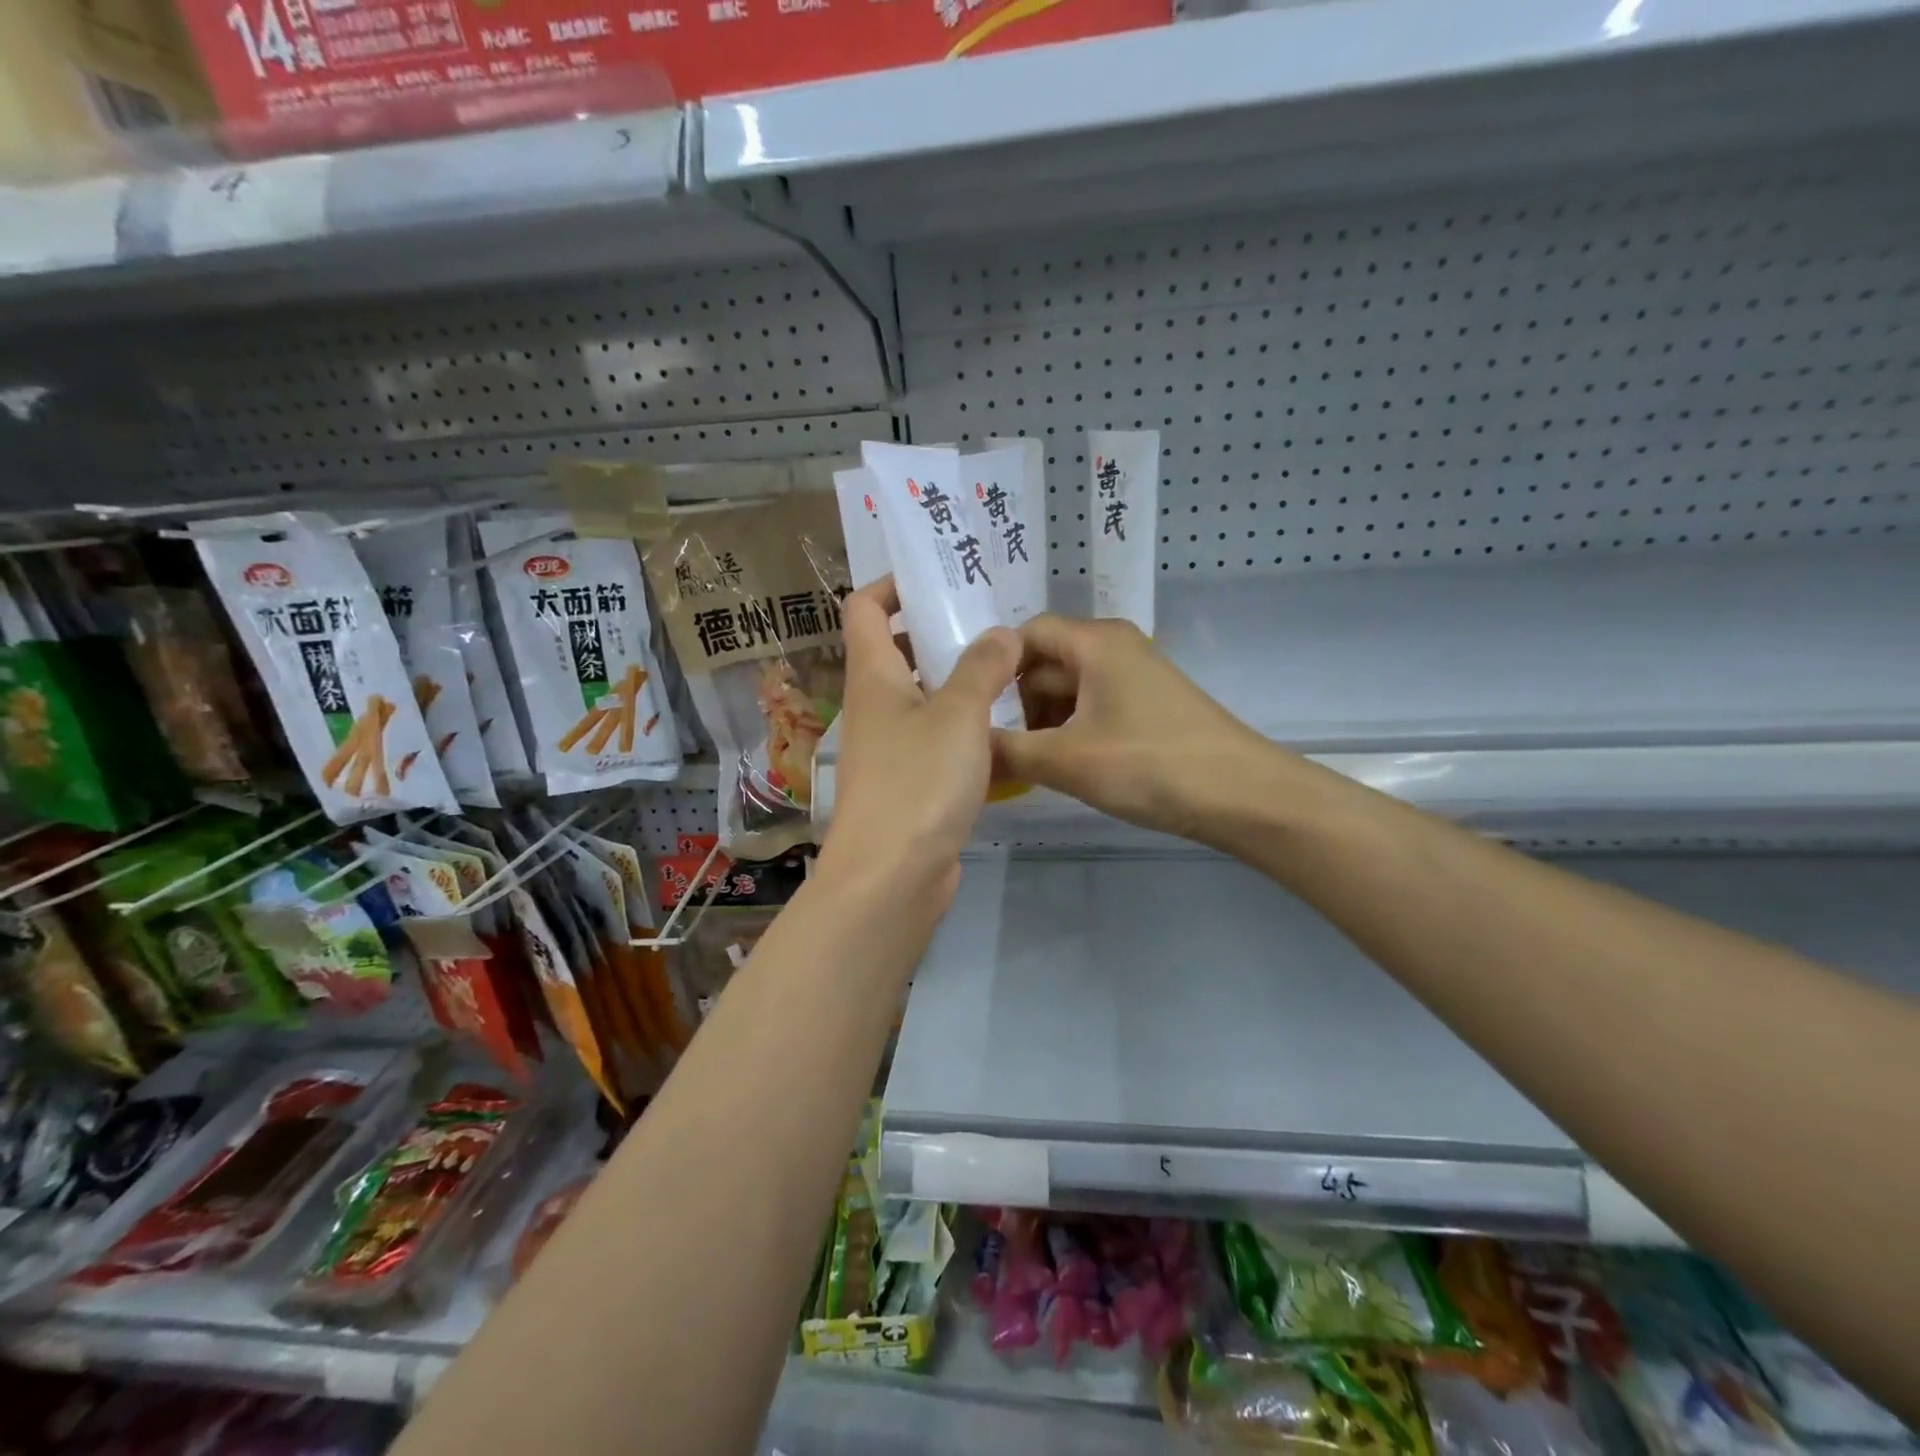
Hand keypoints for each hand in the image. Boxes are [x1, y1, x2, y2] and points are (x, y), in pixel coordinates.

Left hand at [817, 578, 1020, 909]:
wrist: (891, 878)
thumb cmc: (918, 783)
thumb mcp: (958, 715)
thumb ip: (983, 668)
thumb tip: (1001, 632)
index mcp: (873, 676)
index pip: (864, 607)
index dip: (893, 584)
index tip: (940, 579)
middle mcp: (875, 706)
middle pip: (899, 650)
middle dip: (942, 632)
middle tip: (995, 622)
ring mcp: (891, 748)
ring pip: (925, 698)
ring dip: (961, 682)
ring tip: (1013, 669)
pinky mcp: (911, 784)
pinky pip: (939, 742)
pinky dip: (967, 730)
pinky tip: (1009, 730)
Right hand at [993, 615, 1273, 846]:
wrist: (1242, 794)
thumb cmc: (1150, 765)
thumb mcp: (1067, 760)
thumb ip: (1007, 750)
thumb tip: (965, 748)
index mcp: (1094, 642)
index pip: (1026, 634)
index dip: (994, 667)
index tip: (971, 710)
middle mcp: (1114, 648)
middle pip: (1046, 663)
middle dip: (1017, 703)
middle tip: (995, 748)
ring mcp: (1134, 677)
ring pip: (1068, 689)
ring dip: (1042, 723)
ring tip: (1025, 764)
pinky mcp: (1147, 707)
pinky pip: (1092, 708)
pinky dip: (1070, 732)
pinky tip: (1062, 767)